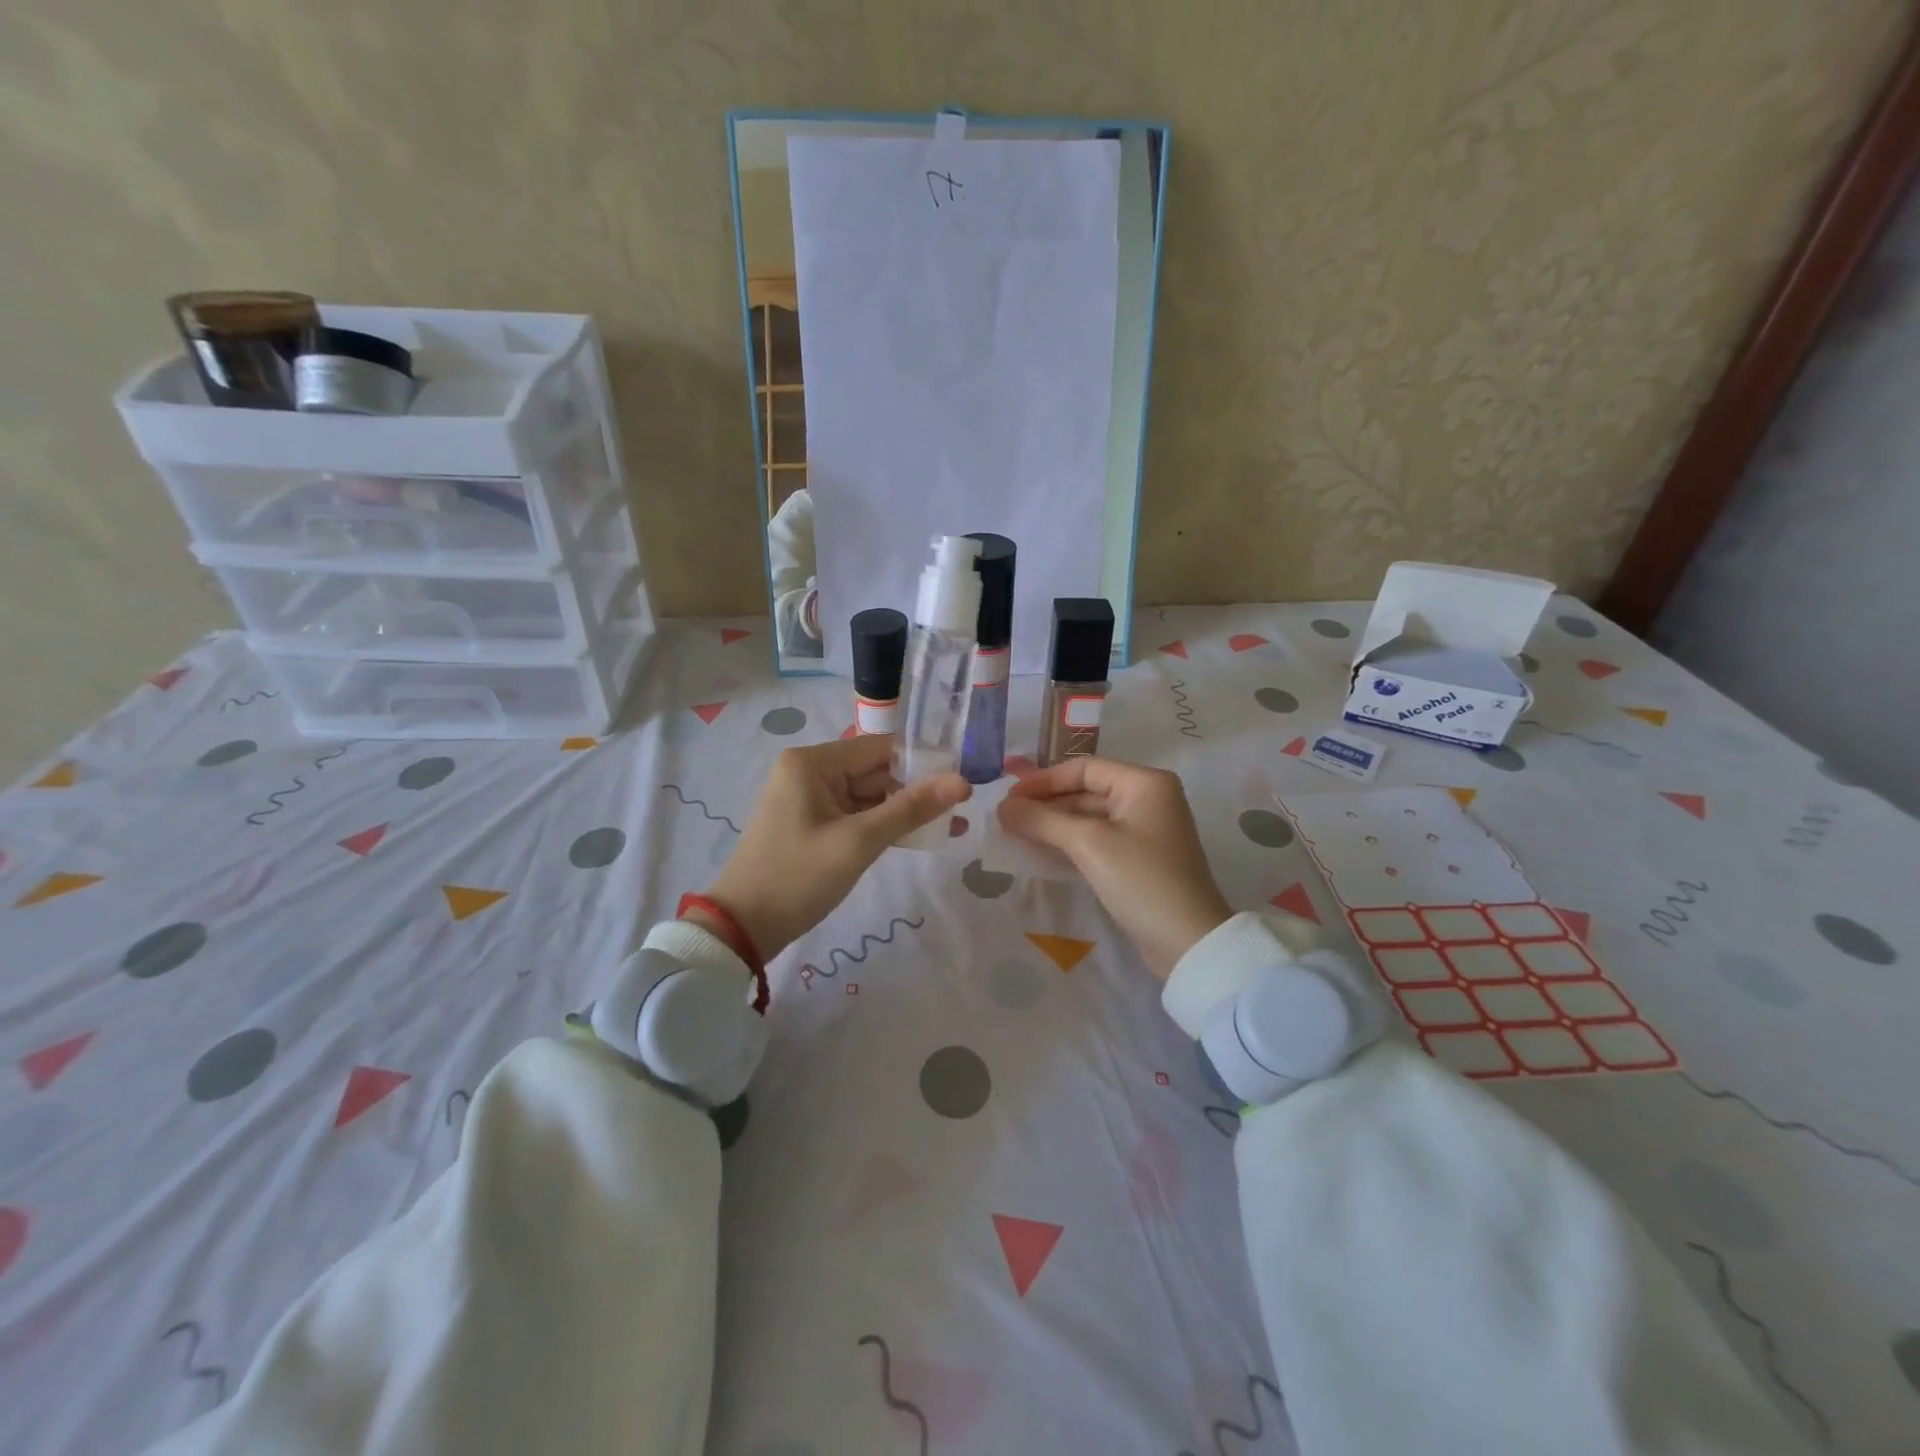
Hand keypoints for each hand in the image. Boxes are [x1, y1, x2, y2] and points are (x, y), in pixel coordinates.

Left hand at [698, 735, 969, 959]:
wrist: (742, 929)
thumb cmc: (797, 877)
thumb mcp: (858, 842)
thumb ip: (911, 809)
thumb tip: (963, 781)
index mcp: (812, 762)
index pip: (880, 748)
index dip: (922, 762)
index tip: (962, 779)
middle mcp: (809, 771)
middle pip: (875, 771)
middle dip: (916, 790)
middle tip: (962, 809)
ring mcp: (809, 799)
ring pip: (869, 796)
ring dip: (904, 811)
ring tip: (953, 826)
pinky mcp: (813, 825)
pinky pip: (856, 816)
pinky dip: (883, 826)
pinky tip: (919, 837)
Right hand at [998, 757, 1230, 978]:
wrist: (1189, 942)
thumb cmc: (1141, 880)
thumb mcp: (1088, 844)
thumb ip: (1042, 820)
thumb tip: (1002, 806)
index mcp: (1145, 783)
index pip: (1084, 768)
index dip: (1043, 780)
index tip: (1008, 797)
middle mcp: (1149, 799)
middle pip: (1087, 791)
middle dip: (1047, 803)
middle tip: (1007, 817)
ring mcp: (1147, 830)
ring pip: (1091, 817)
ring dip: (1055, 824)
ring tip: (1017, 833)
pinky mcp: (1141, 859)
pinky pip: (1099, 839)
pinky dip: (1071, 842)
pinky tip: (1043, 851)